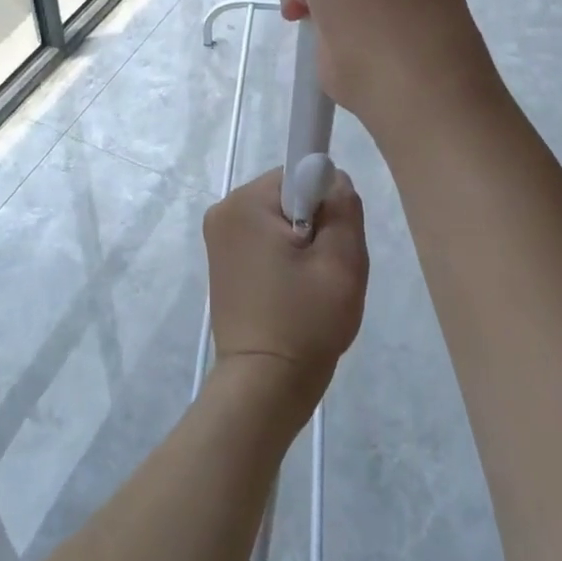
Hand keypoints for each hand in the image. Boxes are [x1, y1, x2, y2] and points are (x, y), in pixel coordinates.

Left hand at [203, 168, 366, 416]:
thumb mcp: (342, 261)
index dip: (325, 203)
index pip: (299, 174)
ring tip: (309, 287)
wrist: (264, 386)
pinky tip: (292, 293)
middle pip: (289, 196)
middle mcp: (224, 211)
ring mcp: (219, 238)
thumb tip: (333, 177)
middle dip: (315, 224)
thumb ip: (343, 206)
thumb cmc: (305, 321)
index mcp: (245, 203)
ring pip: (280, 220)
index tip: (329, 243)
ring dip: (302, 245)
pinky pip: (265, 241)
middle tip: (324, 271)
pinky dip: (285, 259)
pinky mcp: (223, 262)